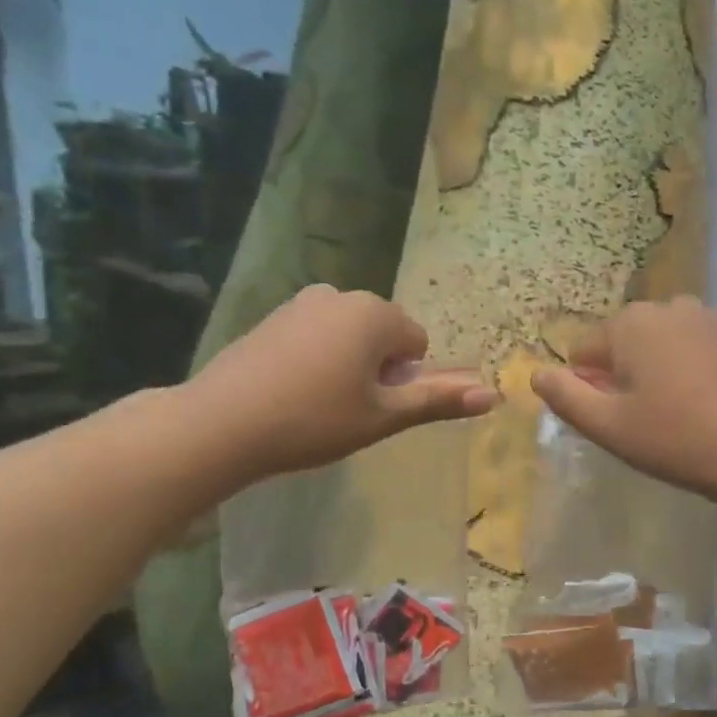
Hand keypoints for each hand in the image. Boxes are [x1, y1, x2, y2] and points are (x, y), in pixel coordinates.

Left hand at [193, 285, 497, 477]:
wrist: (223, 422)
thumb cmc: (315, 420)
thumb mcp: (383, 417)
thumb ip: (438, 401)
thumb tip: (492, 395)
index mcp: (376, 313)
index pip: (416, 343)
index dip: (403, 381)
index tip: (372, 406)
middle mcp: (342, 294)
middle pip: (383, 334)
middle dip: (377, 368)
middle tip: (347, 408)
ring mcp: (302, 302)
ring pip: (348, 335)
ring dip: (347, 364)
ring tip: (318, 403)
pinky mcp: (272, 316)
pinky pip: (316, 334)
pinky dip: (316, 359)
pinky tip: (292, 392)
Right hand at [530, 297, 716, 508]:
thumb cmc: (674, 438)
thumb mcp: (607, 426)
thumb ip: (565, 397)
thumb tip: (537, 374)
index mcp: (629, 323)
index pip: (584, 352)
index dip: (589, 388)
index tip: (613, 420)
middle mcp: (666, 306)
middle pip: (622, 343)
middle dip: (621, 374)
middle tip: (641, 419)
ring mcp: (706, 317)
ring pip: (657, 343)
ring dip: (653, 370)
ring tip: (671, 411)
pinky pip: (690, 347)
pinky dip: (685, 368)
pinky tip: (701, 402)